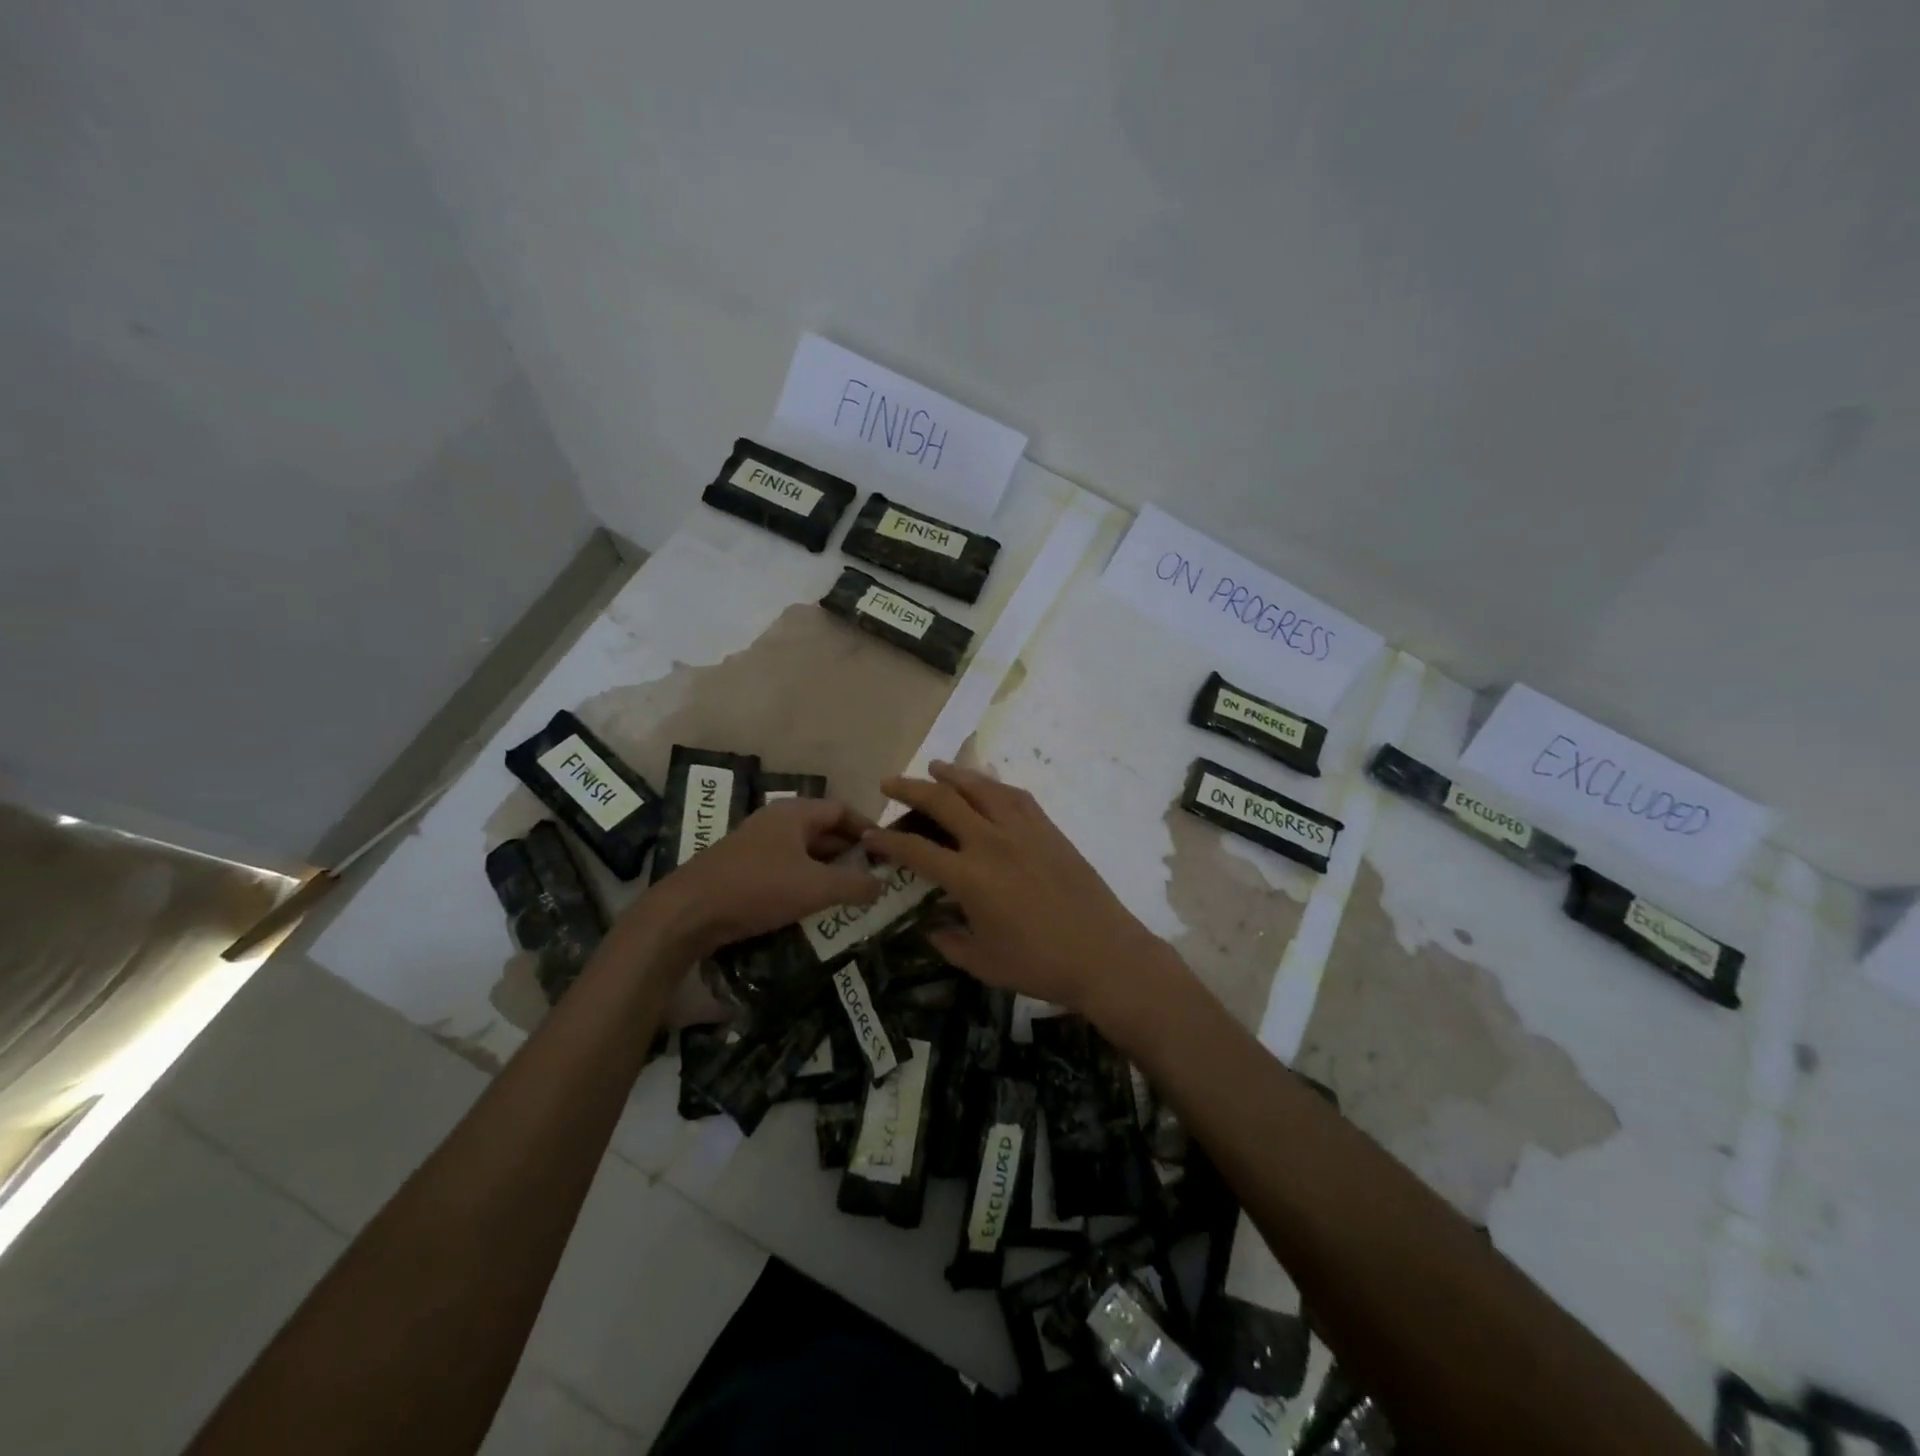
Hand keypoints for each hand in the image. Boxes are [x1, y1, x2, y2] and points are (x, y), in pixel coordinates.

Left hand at [632, 798, 881, 960]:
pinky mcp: (743, 868)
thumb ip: (854, 885)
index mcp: (794, 813)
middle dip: (849, 851)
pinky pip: (785, 867)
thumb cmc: (757, 888)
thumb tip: (882, 884)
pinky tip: (814, 904)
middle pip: (823, 829)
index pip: (842, 809)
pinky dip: (805, 880)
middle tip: (873, 875)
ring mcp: (757, 844)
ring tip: (850, 892)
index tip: (887, 850)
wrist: (689, 912)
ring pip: (804, 850)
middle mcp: (776, 821)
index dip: (867, 828)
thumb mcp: (815, 887)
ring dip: (827, 868)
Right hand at [864, 762, 1179, 1025]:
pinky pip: (1014, 795)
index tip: (868, 835)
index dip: (887, 841)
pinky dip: (993, 784)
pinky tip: (985, 784)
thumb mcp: (983, 963)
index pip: (916, 849)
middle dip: (910, 789)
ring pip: (980, 788)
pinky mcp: (1048, 829)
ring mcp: (1023, 830)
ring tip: (933, 767)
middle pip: (943, 802)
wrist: (1104, 954)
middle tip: (889, 784)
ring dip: (952, 774)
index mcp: (969, 877)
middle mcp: (991, 842)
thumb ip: (949, 942)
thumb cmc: (1039, 964)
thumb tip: (932, 926)